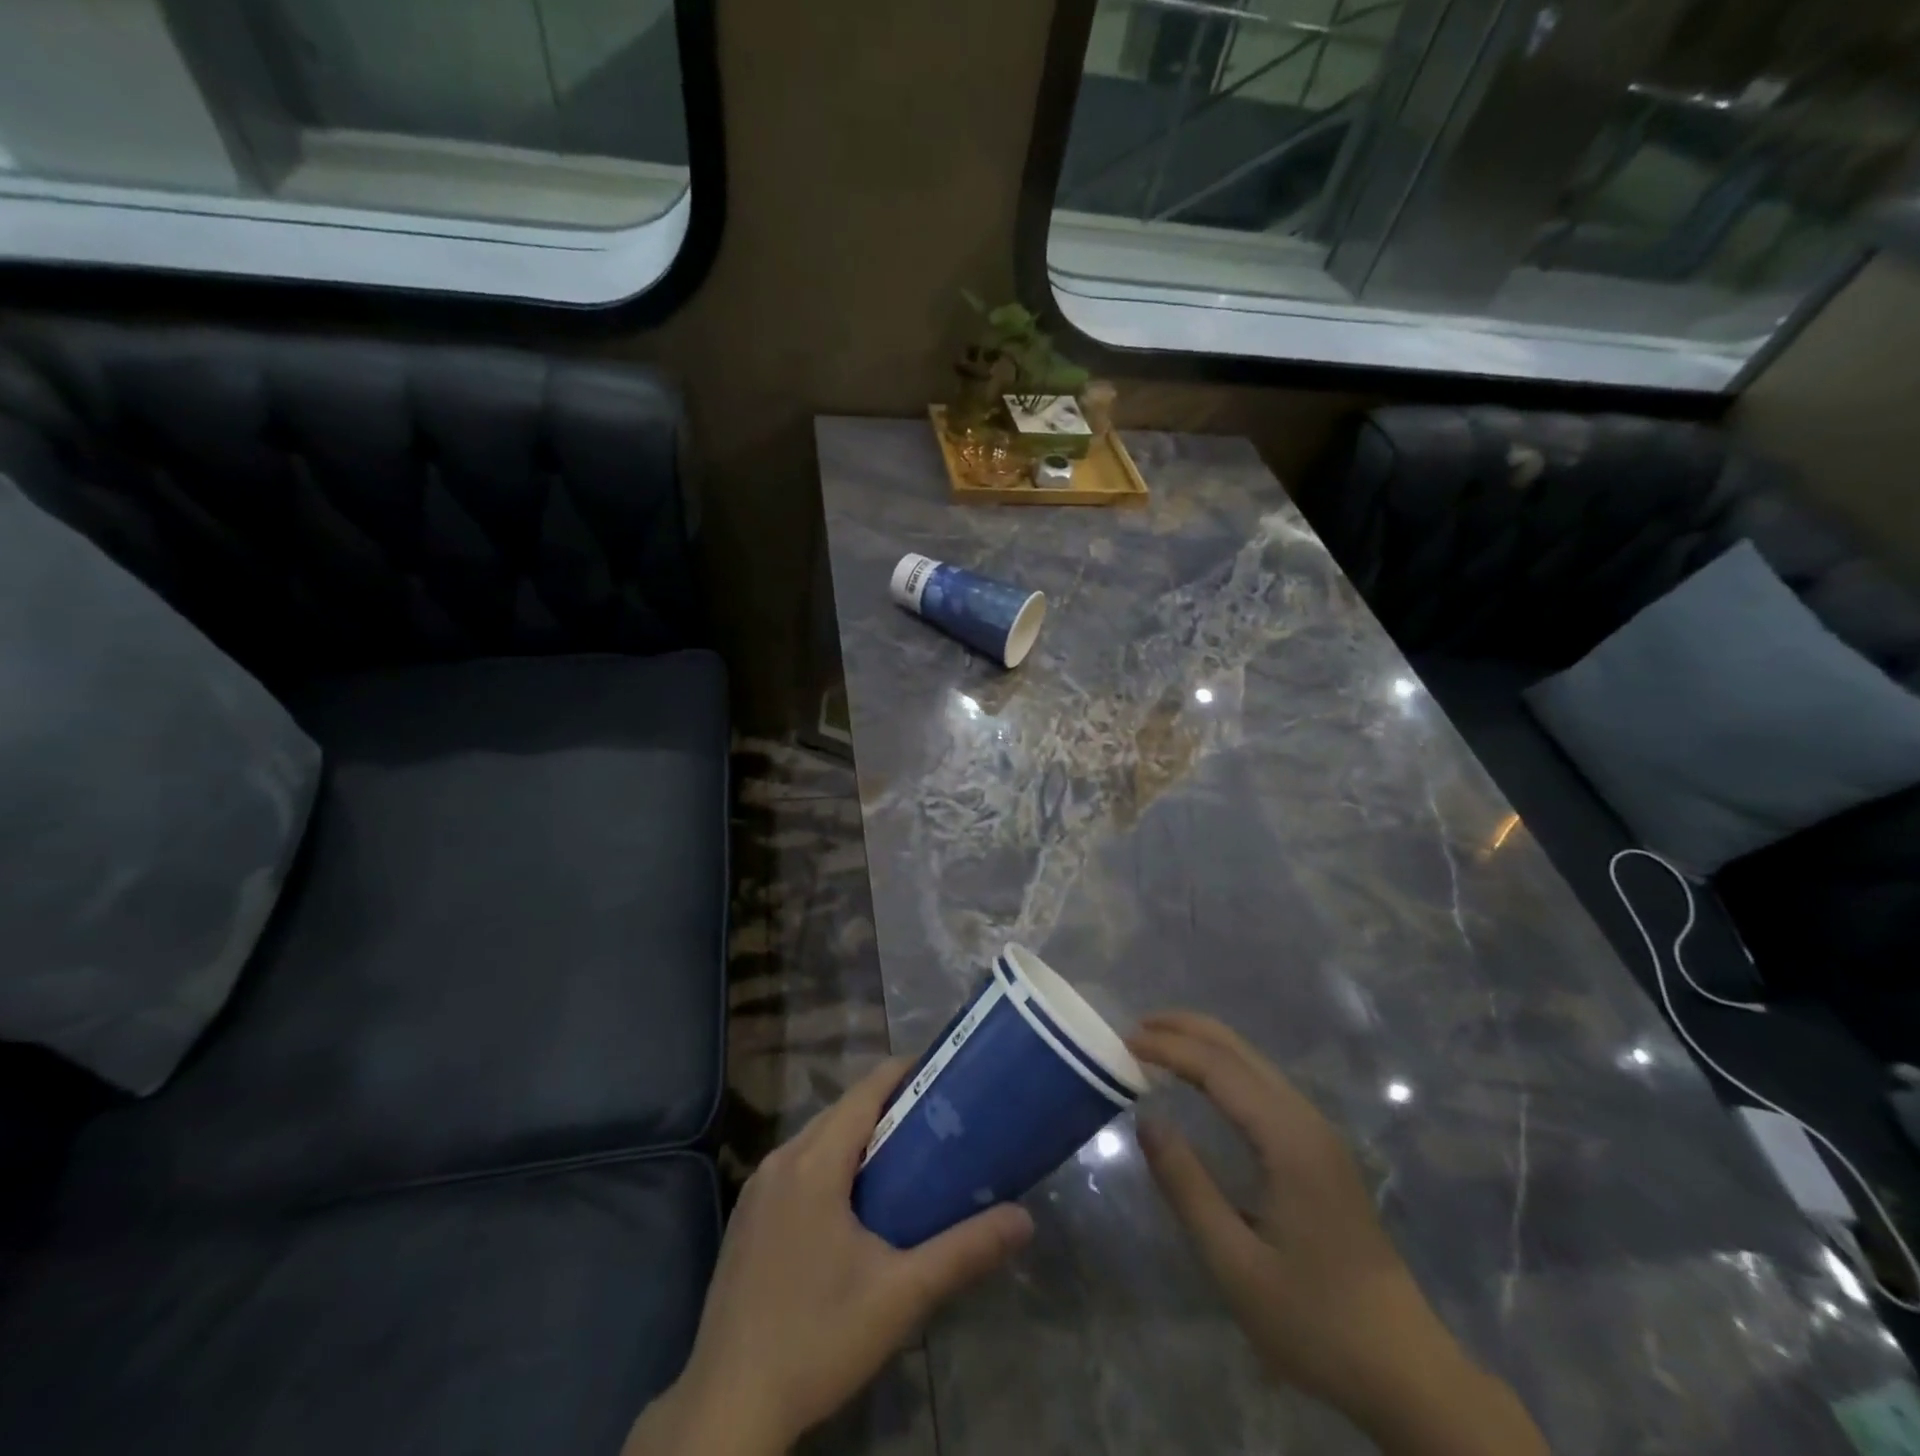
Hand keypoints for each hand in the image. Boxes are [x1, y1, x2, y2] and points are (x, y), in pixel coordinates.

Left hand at [625, 1059, 1033, 1455]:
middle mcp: (780, 1159)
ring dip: (858, 1135)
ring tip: (906, 1156)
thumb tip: (1025, 1219)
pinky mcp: (747, 1217)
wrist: (728, 1407)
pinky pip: (797, 1165)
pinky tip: (854, 1202)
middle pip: (842, 1110)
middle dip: (889, 1106)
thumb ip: (964, 1251)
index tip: (944, 1074)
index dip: (905, 1073)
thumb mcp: (901, 1296)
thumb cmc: (818, 1339)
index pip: (865, 1091)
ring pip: (817, 1137)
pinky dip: (830, 1162)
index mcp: (814, 1162)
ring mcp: (757, 1188)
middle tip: (938, 1120)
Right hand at [1131, 1011, 1545, 1455]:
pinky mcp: (1319, 1149)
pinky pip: (1262, 1083)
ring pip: (1253, 1062)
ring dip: (1203, 1044)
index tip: (1124, 1042)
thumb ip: (1187, 1186)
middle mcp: (1305, 1120)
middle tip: (1133, 1029)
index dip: (1169, 1048)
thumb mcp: (1235, 1263)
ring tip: (1155, 1045)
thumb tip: (1146, 1119)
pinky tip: (1200, 1080)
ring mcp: (1317, 1132)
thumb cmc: (1315, 1320)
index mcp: (1288, 1140)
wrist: (1404, 1369)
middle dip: (1184, 1029)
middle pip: (1239, 1050)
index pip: (1218, 1069)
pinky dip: (1222, 1066)